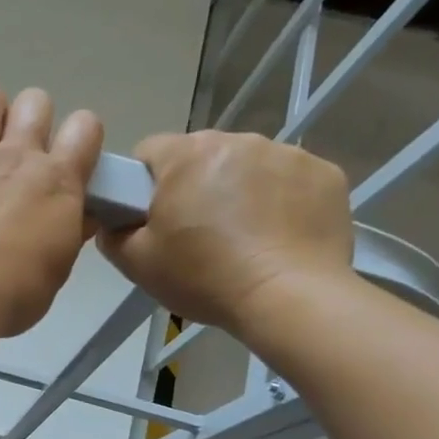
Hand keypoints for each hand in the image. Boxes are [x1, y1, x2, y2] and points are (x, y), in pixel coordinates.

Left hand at [0, 83, 103, 336]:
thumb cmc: (12, 291)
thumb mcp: (55, 271)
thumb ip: (67, 236)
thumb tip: (80, 219)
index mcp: (58, 182)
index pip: (85, 130)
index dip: (82, 135)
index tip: (73, 154)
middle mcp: (16, 157)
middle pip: (35, 104)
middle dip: (33, 116)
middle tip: (22, 145)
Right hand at [97, 130, 353, 339]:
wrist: (289, 298)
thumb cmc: (205, 277)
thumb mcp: (138, 264)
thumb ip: (113, 234)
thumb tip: (113, 222)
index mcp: (186, 155)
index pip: (149, 152)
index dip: (144, 185)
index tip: (153, 218)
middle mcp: (237, 140)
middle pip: (202, 156)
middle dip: (196, 186)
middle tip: (198, 235)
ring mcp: (287, 153)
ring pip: (248, 166)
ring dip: (240, 190)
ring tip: (244, 239)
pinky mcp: (325, 173)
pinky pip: (291, 180)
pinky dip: (282, 201)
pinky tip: (279, 237)